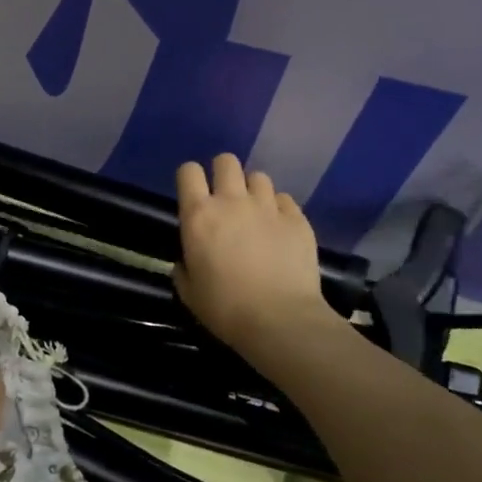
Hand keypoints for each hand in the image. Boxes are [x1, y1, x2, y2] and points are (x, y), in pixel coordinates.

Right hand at [174, 153, 342, 351]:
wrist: (280, 320)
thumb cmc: (225, 308)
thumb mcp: (189, 291)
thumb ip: (184, 267)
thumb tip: (188, 260)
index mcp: (199, 215)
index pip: (188, 172)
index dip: (189, 178)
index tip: (193, 193)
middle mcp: (232, 201)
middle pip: (226, 162)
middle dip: (223, 173)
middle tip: (225, 197)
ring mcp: (268, 207)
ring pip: (258, 177)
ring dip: (252, 190)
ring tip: (255, 212)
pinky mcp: (297, 219)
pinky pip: (284, 199)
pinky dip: (278, 208)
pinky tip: (279, 228)